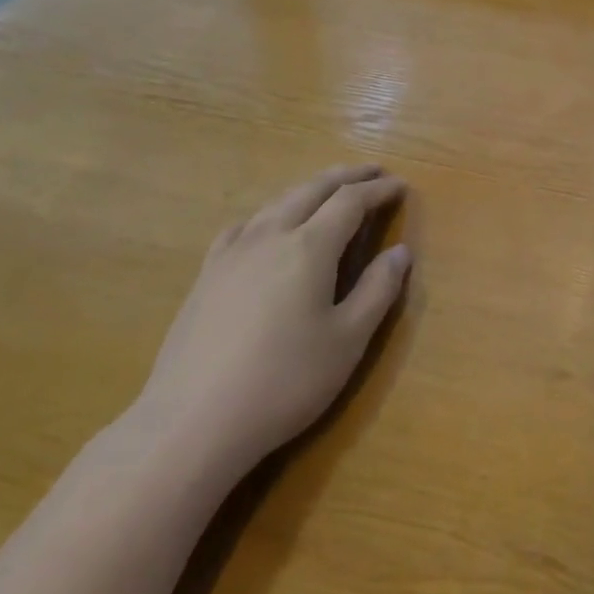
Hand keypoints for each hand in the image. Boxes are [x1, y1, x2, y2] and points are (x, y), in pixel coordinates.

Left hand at [132, 164, 410, 488]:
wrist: (192, 422)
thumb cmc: (284, 382)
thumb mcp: (348, 340)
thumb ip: (378, 290)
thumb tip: (400, 252)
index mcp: (309, 247)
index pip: (351, 201)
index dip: (378, 190)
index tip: (401, 186)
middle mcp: (271, 236)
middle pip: (313, 190)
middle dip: (346, 177)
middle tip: (373, 171)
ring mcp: (232, 253)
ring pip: (277, 202)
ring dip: (310, 189)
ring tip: (329, 190)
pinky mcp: (207, 275)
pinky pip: (244, 226)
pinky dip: (269, 213)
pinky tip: (267, 227)